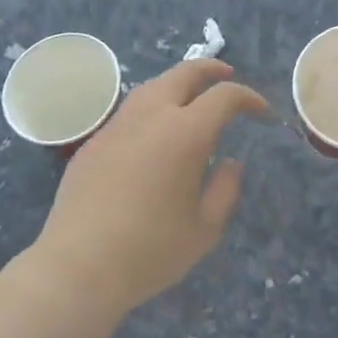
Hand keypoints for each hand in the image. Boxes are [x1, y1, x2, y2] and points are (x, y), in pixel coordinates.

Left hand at [26, 59, 267, 316]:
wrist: (77, 267)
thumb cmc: (149, 250)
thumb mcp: (204, 229)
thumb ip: (225, 190)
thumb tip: (230, 163)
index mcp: (186, 132)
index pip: (225, 96)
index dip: (248, 97)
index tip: (260, 110)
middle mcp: (152, 115)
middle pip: (185, 73)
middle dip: (211, 69)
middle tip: (227, 75)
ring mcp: (119, 124)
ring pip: (154, 85)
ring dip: (178, 83)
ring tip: (190, 98)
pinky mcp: (95, 140)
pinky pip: (130, 110)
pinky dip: (152, 108)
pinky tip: (153, 132)